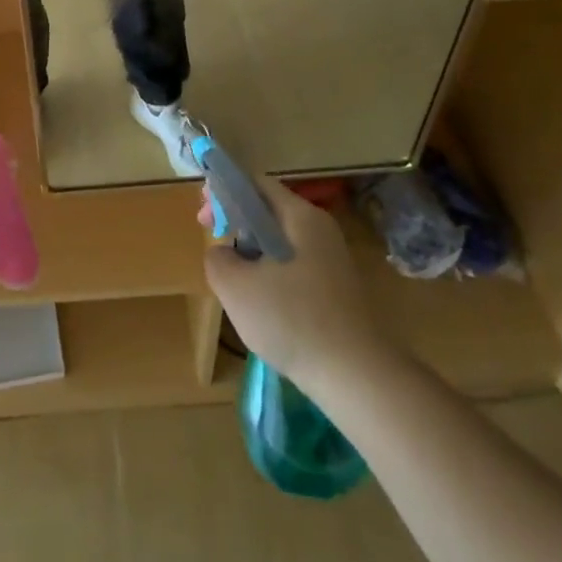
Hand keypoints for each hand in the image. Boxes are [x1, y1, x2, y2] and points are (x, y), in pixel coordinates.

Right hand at [203, 181, 383, 391]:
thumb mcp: (236, 287)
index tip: (204, 217)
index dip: (224, 192)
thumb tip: (223, 252)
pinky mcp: (336, 290)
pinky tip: (262, 305)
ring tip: (234, 280)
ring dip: (252, 252)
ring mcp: (332, 261)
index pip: (256, 184)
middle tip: (215, 244)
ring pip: (280, 241)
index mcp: (301, 216)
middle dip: (236, 223)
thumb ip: (218, 258)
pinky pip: (294, 267)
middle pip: (269, 211)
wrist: (358, 377)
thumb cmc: (293, 320)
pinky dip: (271, 274)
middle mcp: (320, 230)